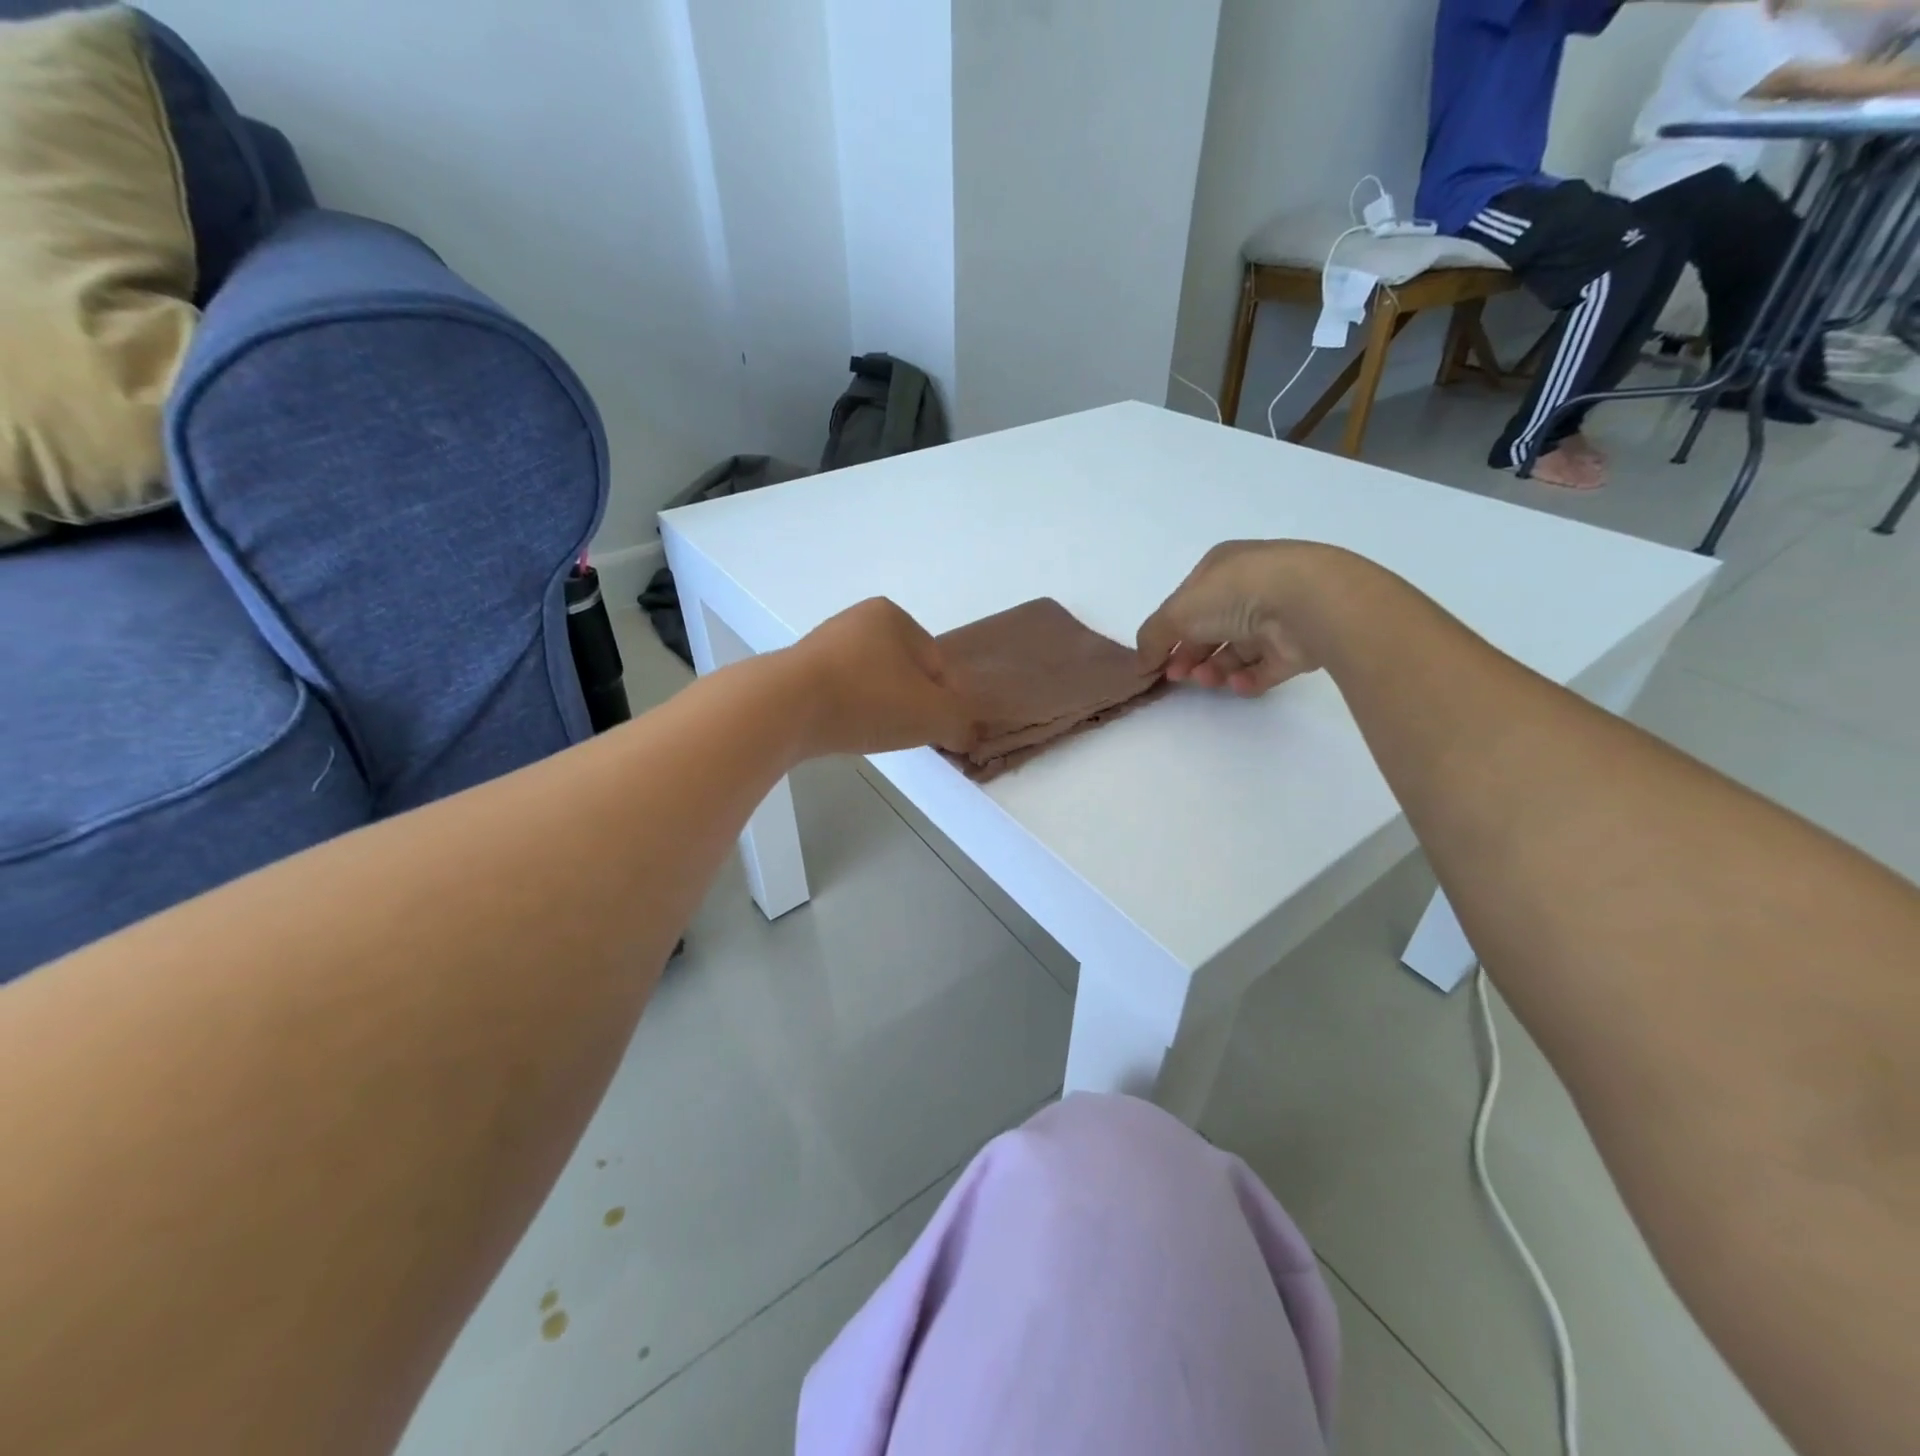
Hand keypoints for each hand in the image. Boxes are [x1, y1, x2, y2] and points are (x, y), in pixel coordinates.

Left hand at [786, 598, 978, 757]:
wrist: (784, 706)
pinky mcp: (796, 670)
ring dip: (877, 708)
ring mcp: (823, 643)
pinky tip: (843, 730)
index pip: (936, 664)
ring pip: (870, 683)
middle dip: (908, 703)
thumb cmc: (868, 699)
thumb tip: (965, 734)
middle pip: (903, 672)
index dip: (942, 701)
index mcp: (894, 617)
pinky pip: (838, 693)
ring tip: (870, 733)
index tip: (934, 729)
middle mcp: (858, 619)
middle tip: (903, 733)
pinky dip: (847, 712)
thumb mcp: (933, 715)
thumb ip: (959, 723)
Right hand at [1136, 541, 1335, 696]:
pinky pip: (1266, 668)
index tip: (1159, 660)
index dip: (1171, 631)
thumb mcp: (1176, 612)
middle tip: (1179, 676)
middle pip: (1212, 629)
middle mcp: (1251, 587)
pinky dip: (1248, 680)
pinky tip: (1237, 685)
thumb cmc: (1234, 594)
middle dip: (1191, 654)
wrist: (1306, 602)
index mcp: (1222, 568)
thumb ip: (1152, 638)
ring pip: (1238, 651)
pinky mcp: (1298, 645)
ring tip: (1208, 681)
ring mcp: (1278, 616)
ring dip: (1215, 669)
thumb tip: (1142, 663)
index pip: (1189, 601)